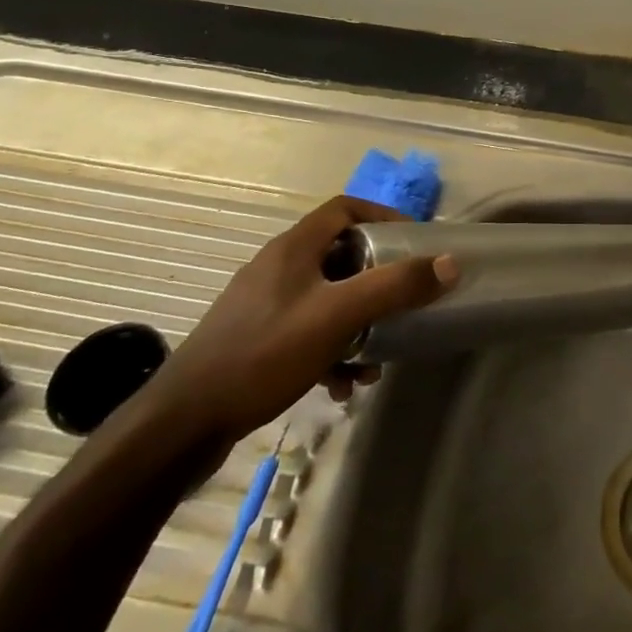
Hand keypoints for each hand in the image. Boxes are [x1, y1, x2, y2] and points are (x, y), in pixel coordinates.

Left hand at [144, 196, 456, 451]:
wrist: (183, 423)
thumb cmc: (264, 354)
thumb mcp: (338, 315)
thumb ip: (395, 287)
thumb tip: (449, 264)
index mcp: (293, 248)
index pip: (346, 208)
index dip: (384, 215)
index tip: (415, 240)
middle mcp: (278, 268)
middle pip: (341, 256)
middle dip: (377, 281)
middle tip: (404, 301)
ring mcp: (263, 306)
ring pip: (327, 299)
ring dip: (358, 323)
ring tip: (375, 359)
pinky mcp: (254, 340)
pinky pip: (307, 331)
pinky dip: (332, 350)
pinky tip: (341, 386)